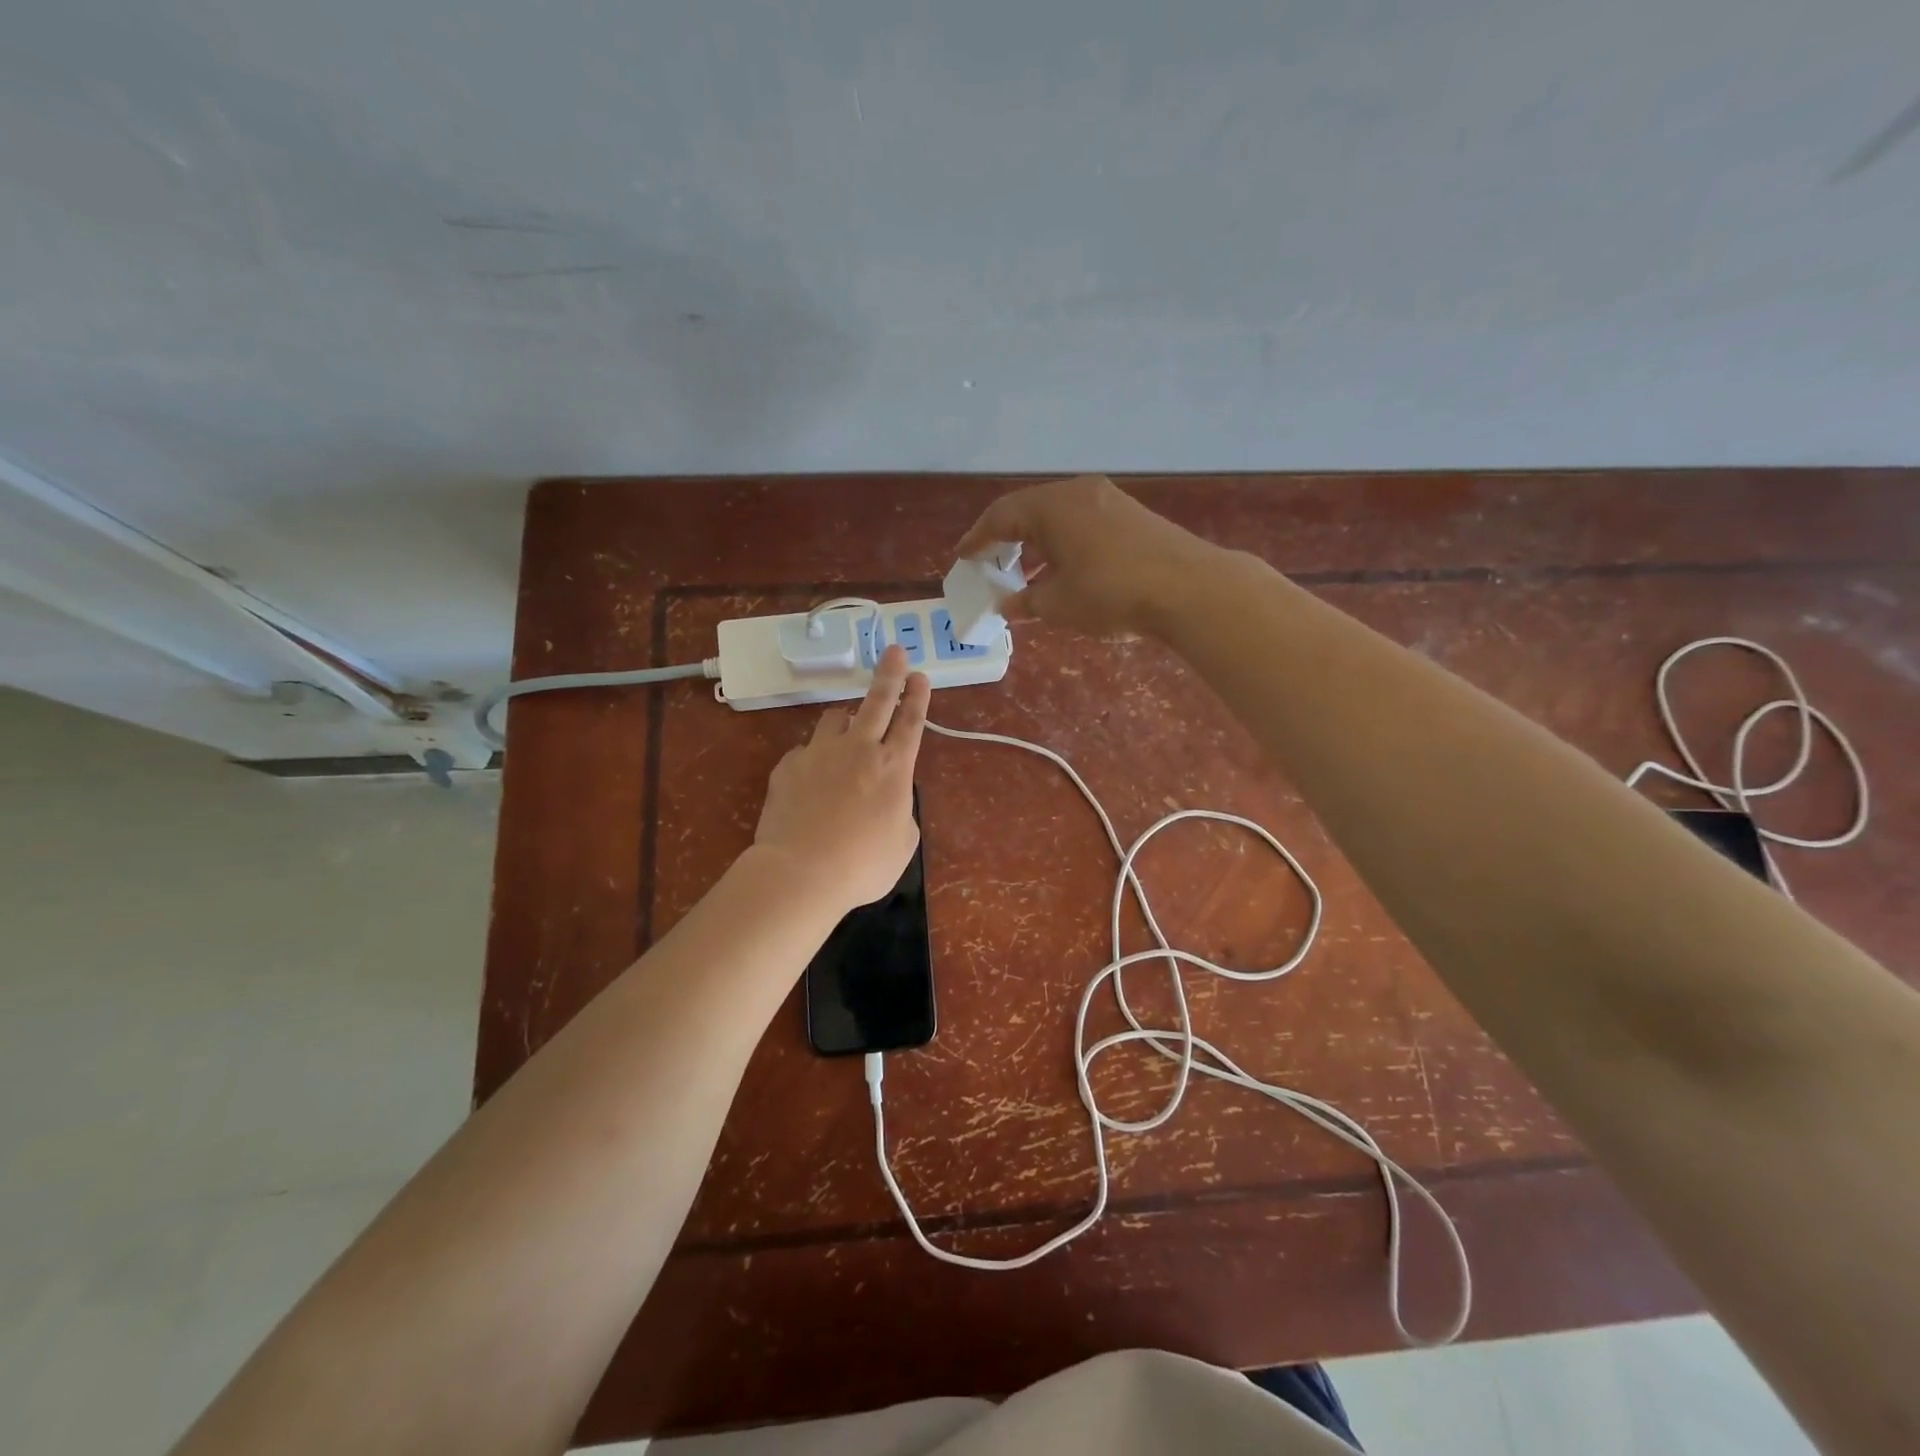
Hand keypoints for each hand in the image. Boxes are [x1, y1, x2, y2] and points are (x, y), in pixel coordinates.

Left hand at [753, 643, 929, 912]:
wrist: (800, 872)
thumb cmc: (863, 865)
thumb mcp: (902, 843)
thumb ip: (900, 809)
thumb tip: (889, 796)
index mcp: (893, 768)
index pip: (911, 722)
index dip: (917, 697)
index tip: (920, 675)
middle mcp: (858, 750)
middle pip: (877, 701)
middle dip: (889, 673)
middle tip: (894, 652)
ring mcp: (820, 753)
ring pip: (835, 719)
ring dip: (846, 720)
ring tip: (847, 729)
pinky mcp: (789, 766)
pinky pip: (805, 751)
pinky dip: (814, 757)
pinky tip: (812, 778)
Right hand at [954, 474, 1218, 637]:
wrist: (1190, 588)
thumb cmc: (1112, 594)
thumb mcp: (1059, 604)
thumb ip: (1026, 602)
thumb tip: (1007, 605)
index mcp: (1052, 506)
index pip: (1001, 516)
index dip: (977, 539)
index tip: (961, 556)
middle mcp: (1077, 493)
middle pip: (1028, 510)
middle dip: (1005, 539)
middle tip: (988, 563)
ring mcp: (1108, 499)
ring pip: (1057, 516)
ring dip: (1035, 542)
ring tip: (1022, 571)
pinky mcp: (1130, 514)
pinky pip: (1081, 522)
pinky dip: (1061, 542)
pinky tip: (1062, 568)